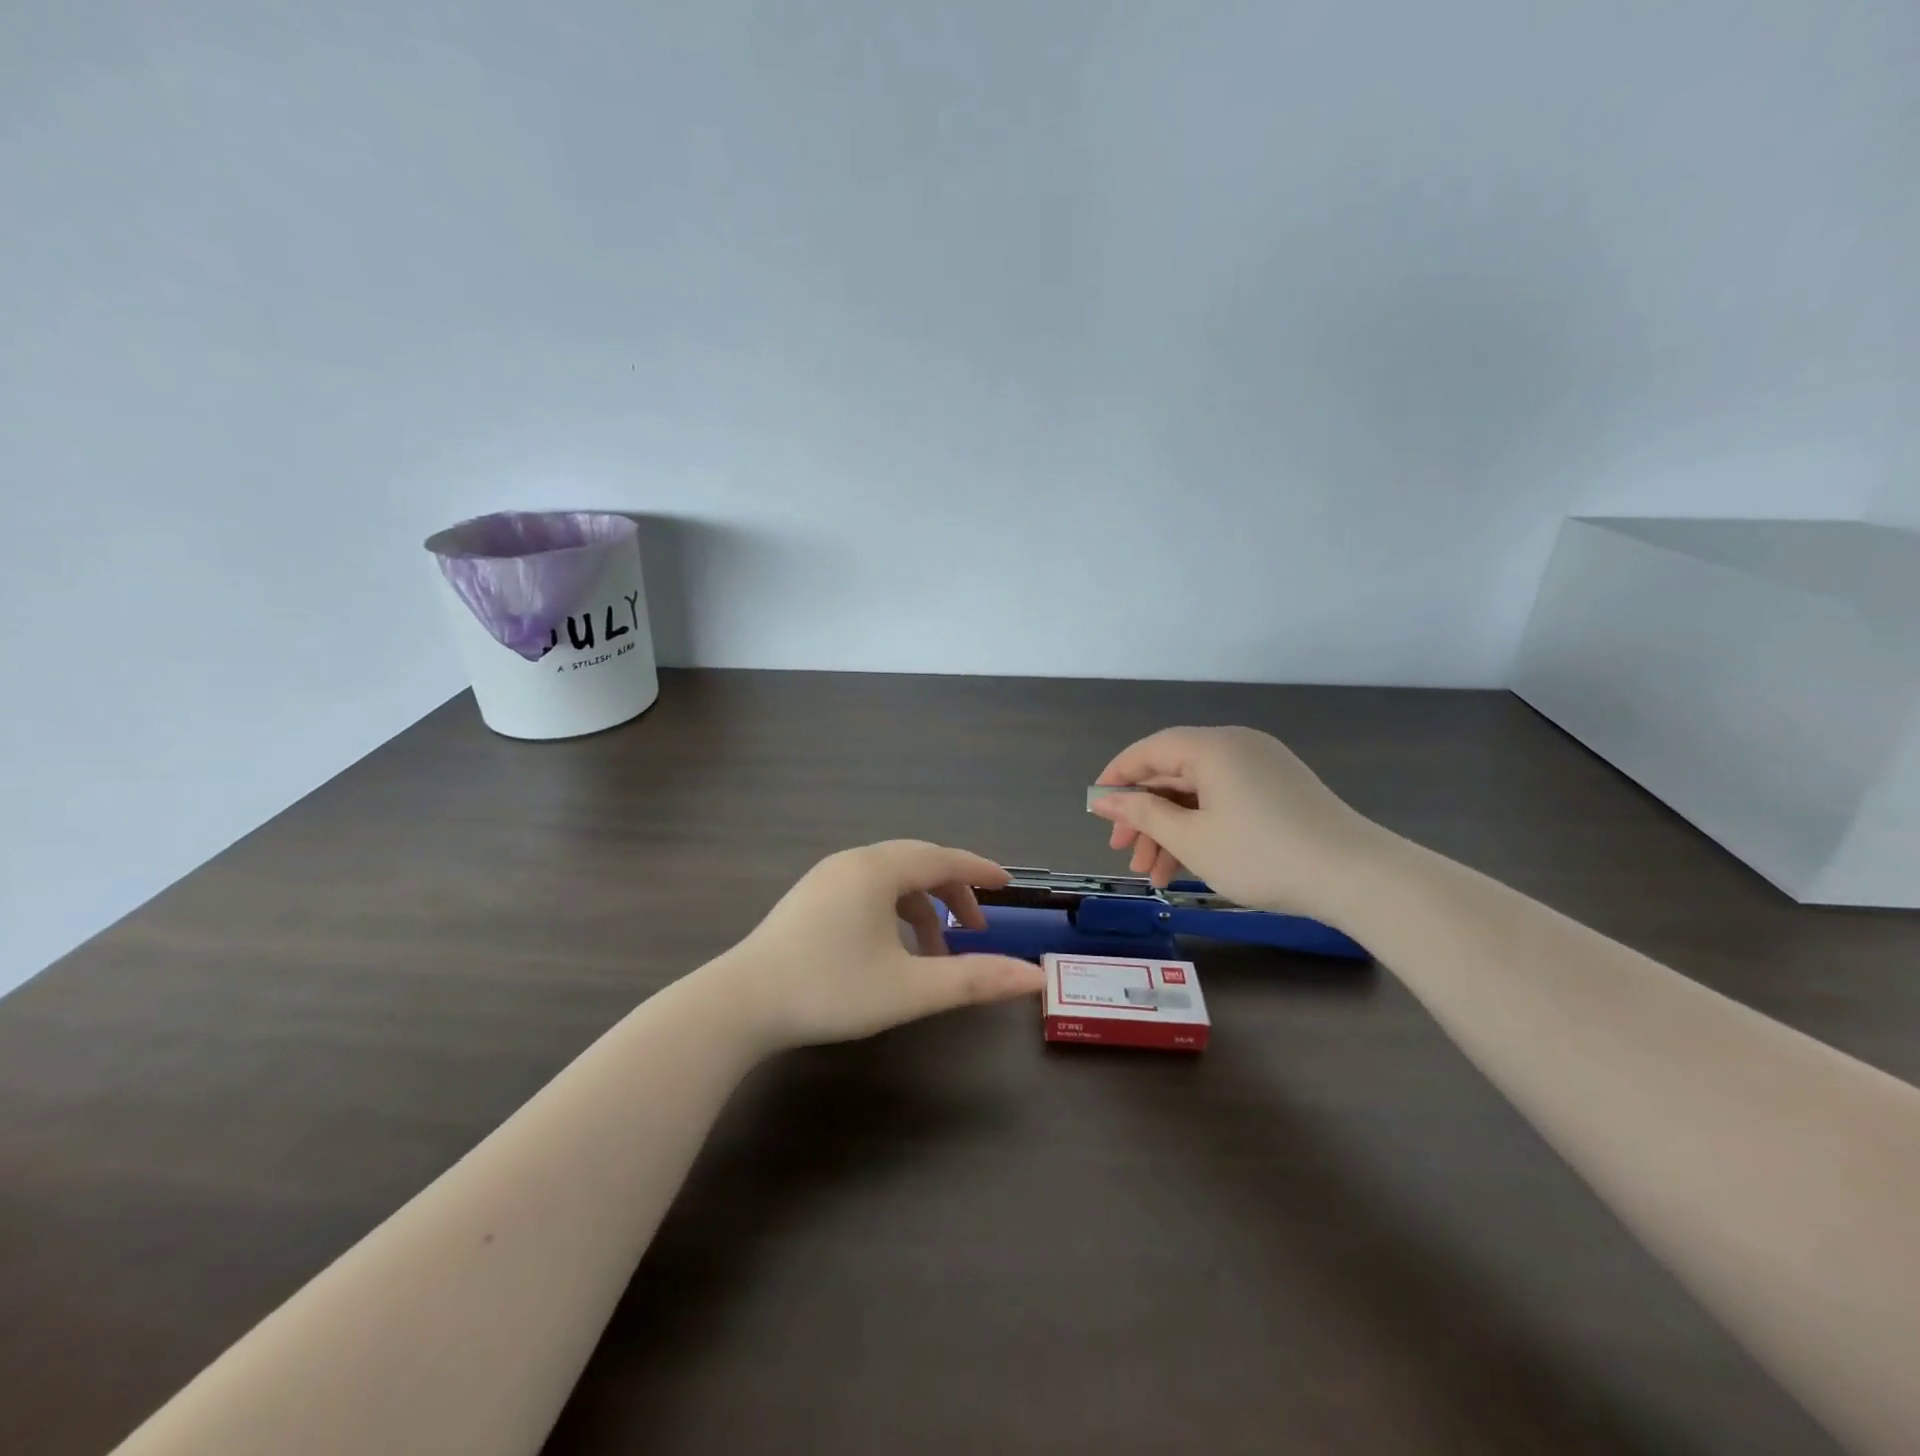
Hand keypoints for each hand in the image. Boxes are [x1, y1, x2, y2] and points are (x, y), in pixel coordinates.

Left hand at [721, 841, 1046, 1051]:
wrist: (741, 1004)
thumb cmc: (831, 990)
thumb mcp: (910, 989)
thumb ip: (974, 980)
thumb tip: (1034, 978)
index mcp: (879, 870)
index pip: (943, 858)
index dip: (979, 870)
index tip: (1008, 885)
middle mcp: (853, 861)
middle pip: (918, 863)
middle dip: (952, 890)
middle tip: (977, 925)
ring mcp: (826, 877)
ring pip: (890, 878)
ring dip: (921, 906)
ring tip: (937, 950)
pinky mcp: (809, 897)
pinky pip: (866, 889)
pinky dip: (892, 910)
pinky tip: (893, 948)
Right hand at [1087, 726, 1384, 919]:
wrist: (1356, 877)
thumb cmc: (1261, 854)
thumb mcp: (1192, 838)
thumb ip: (1142, 814)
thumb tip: (1104, 800)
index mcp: (1212, 747)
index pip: (1149, 750)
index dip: (1117, 778)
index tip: (1097, 810)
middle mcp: (1236, 746)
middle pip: (1173, 774)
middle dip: (1144, 816)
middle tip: (1124, 854)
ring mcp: (1262, 768)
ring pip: (1199, 793)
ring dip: (1171, 830)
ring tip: (1153, 876)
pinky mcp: (1280, 791)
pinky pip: (1225, 801)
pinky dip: (1202, 828)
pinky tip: (1188, 866)